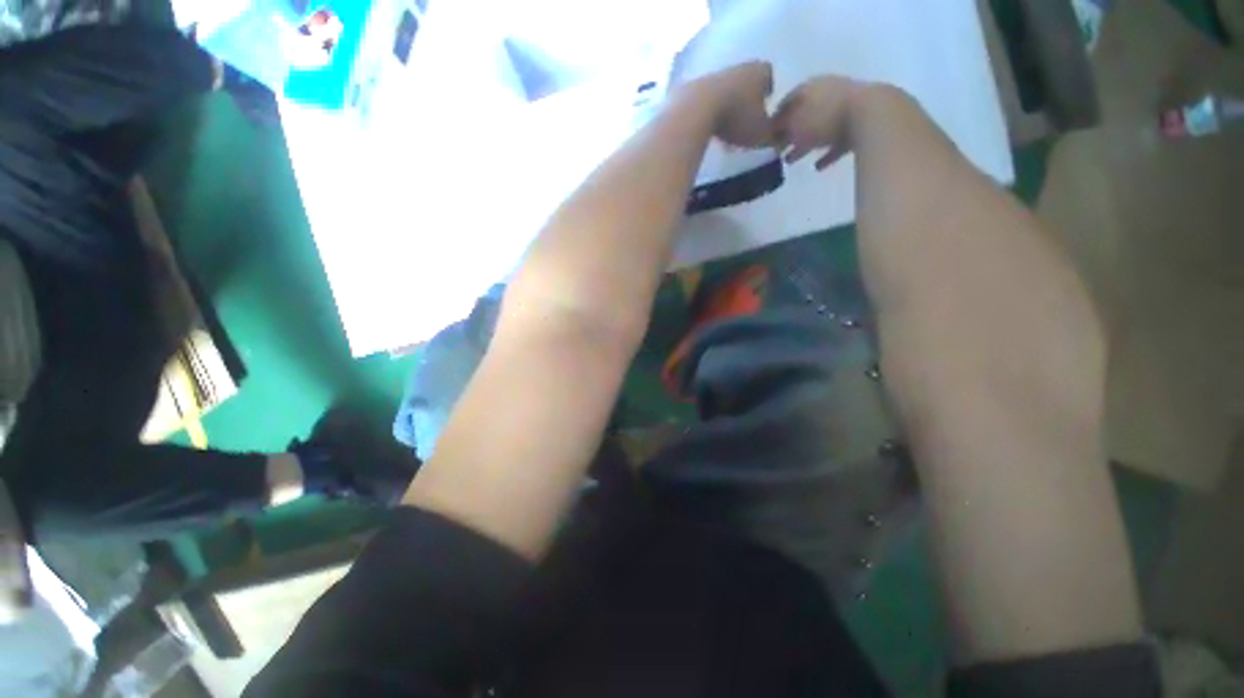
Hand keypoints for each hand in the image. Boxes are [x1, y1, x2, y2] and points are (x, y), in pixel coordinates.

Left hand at [675, 61, 774, 148]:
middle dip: (746, 105)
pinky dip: (708, 115)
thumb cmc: (736, 118)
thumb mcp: (761, 133)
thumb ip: (772, 135)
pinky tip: (707, 132)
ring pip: (725, 93)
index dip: (768, 97)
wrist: (695, 110)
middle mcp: (739, 66)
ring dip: (726, 110)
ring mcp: (714, 74)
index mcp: (760, 71)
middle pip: (746, 85)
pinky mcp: (693, 86)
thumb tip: (777, 138)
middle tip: (744, 128)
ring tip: (724, 135)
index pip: (769, 80)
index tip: (764, 114)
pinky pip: (706, 102)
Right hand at [773, 75, 869, 169]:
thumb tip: (768, 134)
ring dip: (805, 145)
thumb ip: (779, 129)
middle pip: (803, 115)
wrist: (871, 116)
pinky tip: (818, 167)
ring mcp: (845, 108)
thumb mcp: (794, 124)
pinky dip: (827, 154)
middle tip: (776, 151)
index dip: (774, 120)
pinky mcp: (860, 125)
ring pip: (819, 129)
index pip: (786, 102)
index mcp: (810, 88)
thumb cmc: (825, 117)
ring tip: (791, 161)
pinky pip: (838, 142)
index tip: (764, 137)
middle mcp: (827, 94)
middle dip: (789, 133)